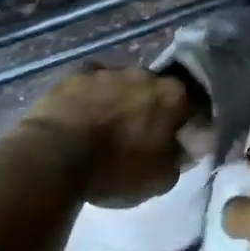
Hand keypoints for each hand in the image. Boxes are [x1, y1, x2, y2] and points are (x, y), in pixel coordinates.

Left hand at [22, 66, 194, 206]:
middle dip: (153, 108)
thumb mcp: (160, 179)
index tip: (181, 140)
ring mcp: (109, 71)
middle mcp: (146, 75)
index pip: (194, 105)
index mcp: (174, 96)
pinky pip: (92, 83)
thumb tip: (188, 146)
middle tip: (143, 134)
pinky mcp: (76, 74)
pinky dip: (92, 96)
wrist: (55, 155)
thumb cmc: (116, 169)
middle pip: (158, 90)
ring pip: (124, 84)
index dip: (190, 124)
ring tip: (109, 125)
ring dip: (122, 100)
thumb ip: (180, 158)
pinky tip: (84, 114)